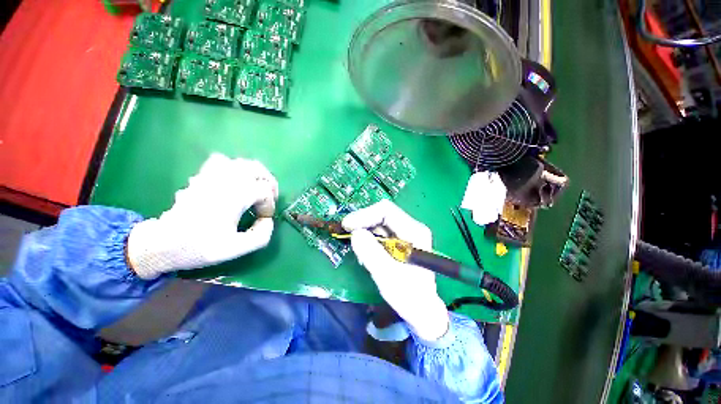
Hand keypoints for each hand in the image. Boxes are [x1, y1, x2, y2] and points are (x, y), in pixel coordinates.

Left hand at [127, 153, 278, 278]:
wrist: (162, 243)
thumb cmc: (199, 247)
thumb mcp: (236, 249)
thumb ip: (261, 236)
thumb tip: (267, 221)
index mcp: (234, 196)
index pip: (264, 192)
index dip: (269, 206)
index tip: (264, 219)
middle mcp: (225, 180)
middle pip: (257, 169)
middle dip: (269, 183)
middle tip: (269, 197)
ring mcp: (211, 176)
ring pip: (241, 162)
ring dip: (254, 173)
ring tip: (256, 187)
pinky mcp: (201, 176)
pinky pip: (221, 161)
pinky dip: (234, 167)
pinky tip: (234, 180)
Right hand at [343, 200, 448, 341]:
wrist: (421, 309)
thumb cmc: (408, 295)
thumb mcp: (387, 275)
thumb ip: (371, 253)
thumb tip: (355, 233)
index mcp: (414, 231)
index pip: (386, 211)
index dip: (364, 215)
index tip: (347, 226)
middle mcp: (411, 227)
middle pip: (382, 214)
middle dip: (363, 222)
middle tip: (347, 234)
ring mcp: (406, 233)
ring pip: (380, 222)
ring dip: (365, 230)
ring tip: (358, 247)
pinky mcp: (401, 240)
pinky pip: (381, 232)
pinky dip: (369, 238)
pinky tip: (365, 250)